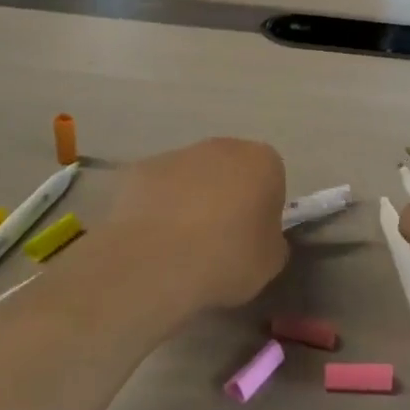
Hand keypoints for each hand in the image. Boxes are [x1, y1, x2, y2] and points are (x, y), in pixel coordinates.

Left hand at [104, 138, 288, 310]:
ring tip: (181, 245)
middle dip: (226, 197)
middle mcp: (220, 147)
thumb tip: (260, 238)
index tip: (253, 237)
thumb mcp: (270, 261)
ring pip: (190, 177)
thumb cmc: (228, 258)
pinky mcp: (138, 171)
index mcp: (262, 162)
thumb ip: (270, 241)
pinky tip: (153, 241)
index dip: (263, 209)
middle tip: (219, 240)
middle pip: (229, 170)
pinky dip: (156, 209)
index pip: (271, 180)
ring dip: (189, 201)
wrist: (158, 261)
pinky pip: (156, 190)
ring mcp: (175, 155)